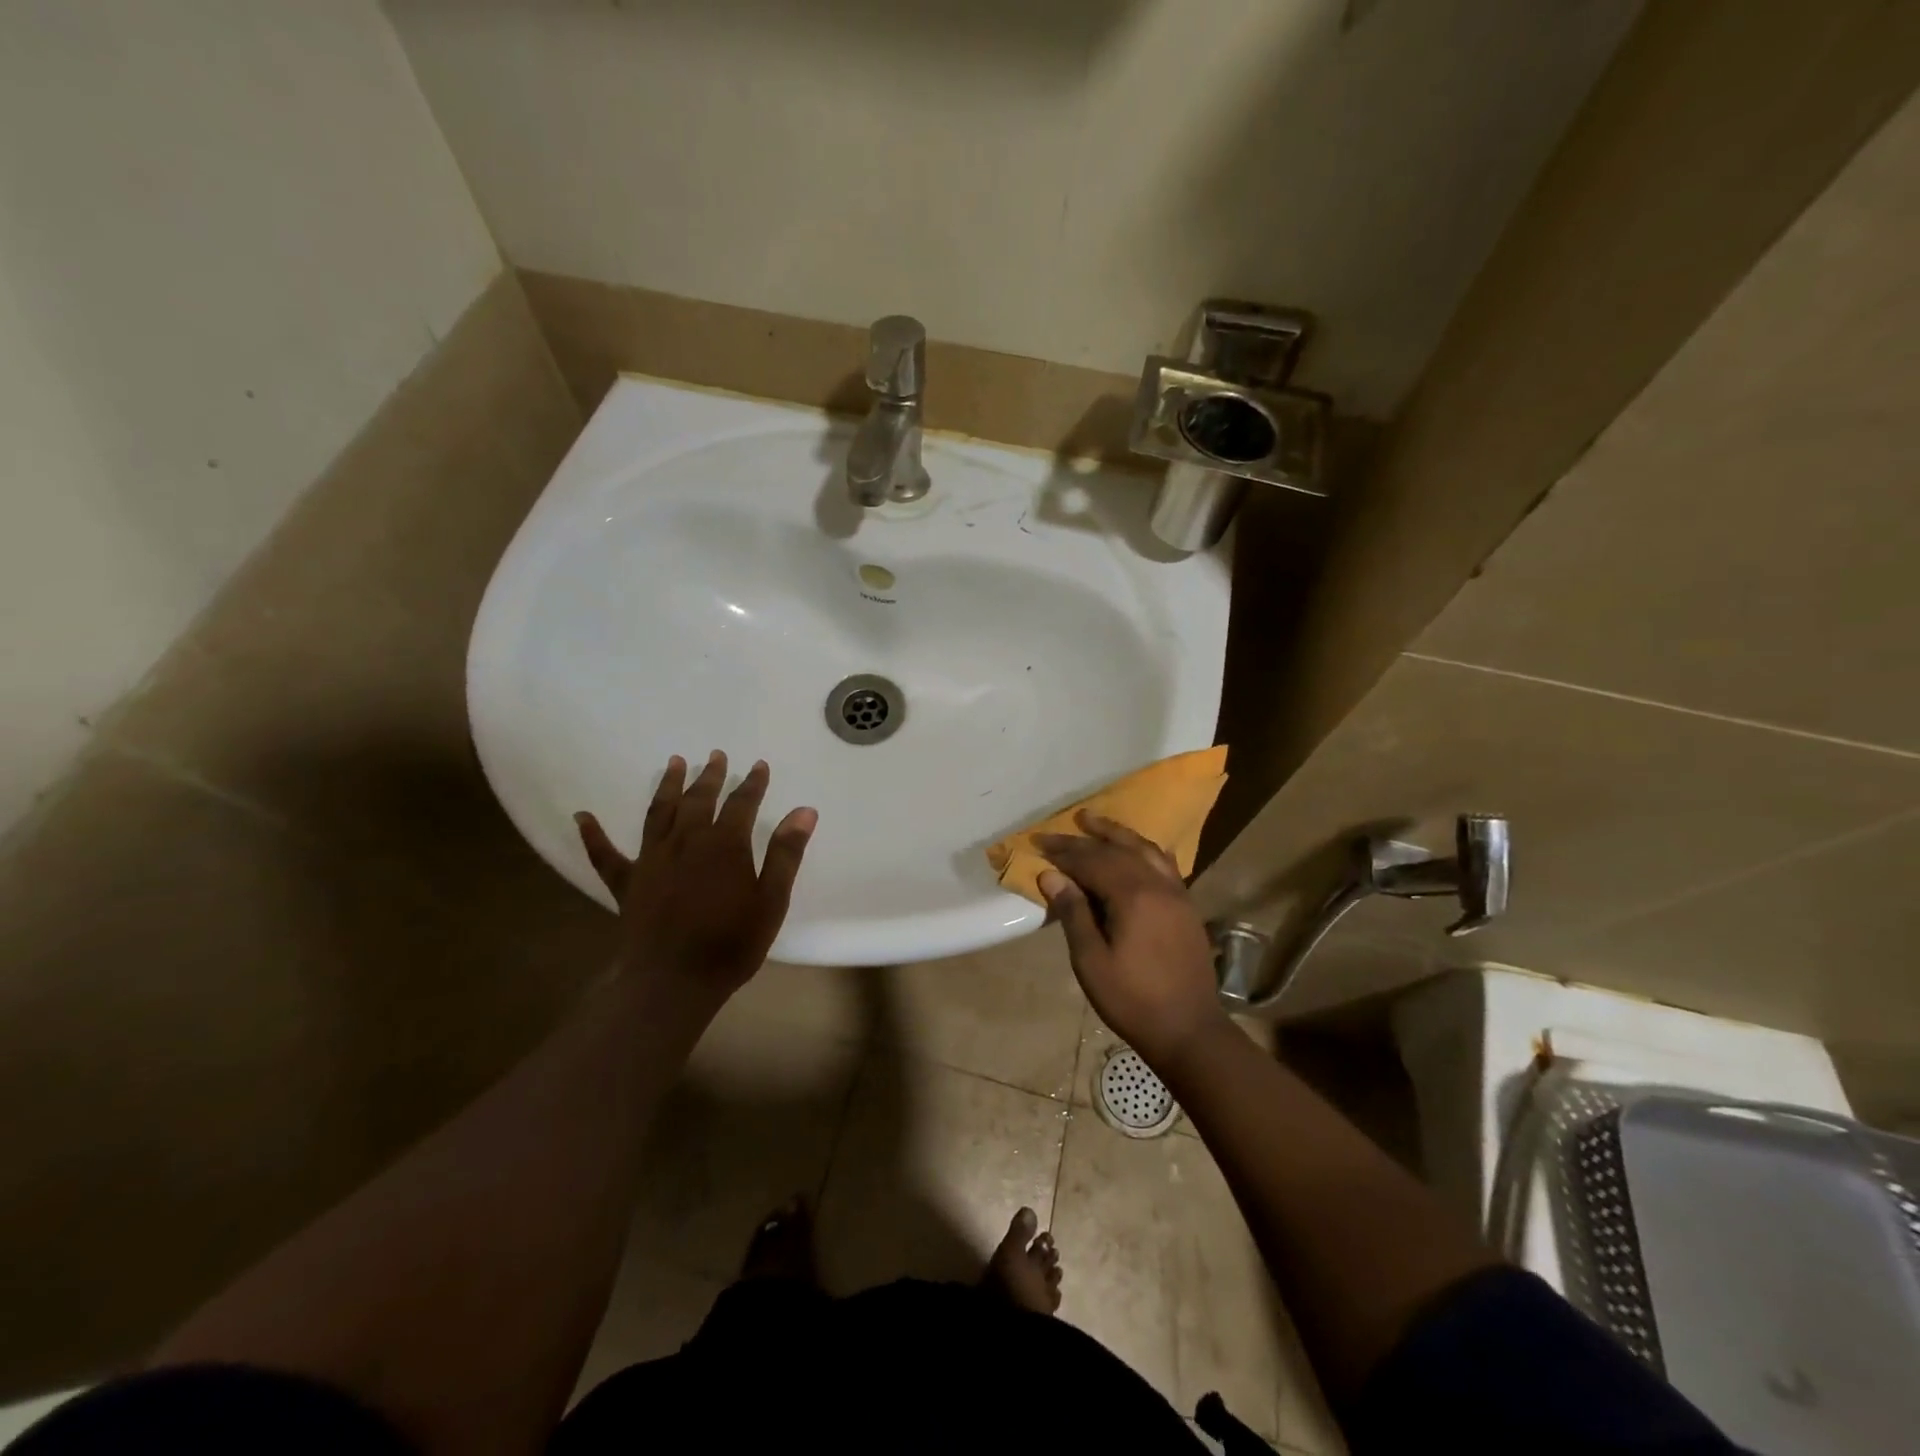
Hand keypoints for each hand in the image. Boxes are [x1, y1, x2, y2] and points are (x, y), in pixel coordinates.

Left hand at [575, 751, 815, 1010]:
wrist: (673, 982)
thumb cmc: (730, 943)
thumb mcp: (771, 900)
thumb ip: (785, 854)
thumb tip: (804, 811)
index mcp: (724, 845)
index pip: (741, 803)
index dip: (752, 783)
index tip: (759, 766)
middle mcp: (686, 841)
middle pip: (698, 800)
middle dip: (710, 776)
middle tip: (716, 756)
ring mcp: (651, 859)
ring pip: (658, 812)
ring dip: (667, 786)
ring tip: (674, 763)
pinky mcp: (626, 882)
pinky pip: (605, 855)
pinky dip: (594, 835)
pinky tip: (582, 816)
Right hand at [1036, 812, 1228, 1069]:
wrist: (1190, 1030)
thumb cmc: (1132, 1000)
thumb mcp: (1091, 961)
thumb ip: (1073, 913)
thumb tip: (1051, 875)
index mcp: (1133, 897)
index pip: (1091, 861)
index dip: (1063, 851)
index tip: (1038, 842)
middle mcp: (1157, 885)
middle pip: (1115, 850)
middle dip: (1082, 840)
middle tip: (1055, 832)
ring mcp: (1177, 892)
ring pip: (1143, 849)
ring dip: (1116, 833)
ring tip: (1092, 821)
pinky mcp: (1186, 904)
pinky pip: (1163, 863)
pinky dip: (1143, 849)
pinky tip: (1135, 848)